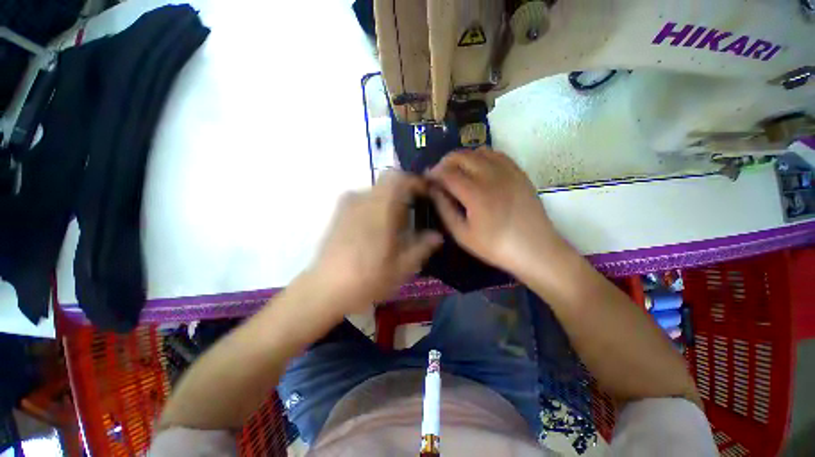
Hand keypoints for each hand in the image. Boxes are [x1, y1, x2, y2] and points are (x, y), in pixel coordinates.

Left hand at [310, 172, 442, 311]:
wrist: (324, 289)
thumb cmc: (367, 278)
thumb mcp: (402, 267)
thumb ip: (422, 247)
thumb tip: (437, 235)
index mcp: (379, 209)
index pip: (398, 178)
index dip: (415, 181)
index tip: (426, 194)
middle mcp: (361, 200)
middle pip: (388, 184)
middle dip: (404, 196)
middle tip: (413, 218)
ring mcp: (347, 205)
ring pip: (376, 193)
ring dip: (390, 203)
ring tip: (395, 229)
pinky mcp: (338, 213)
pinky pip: (364, 201)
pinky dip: (376, 208)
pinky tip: (376, 232)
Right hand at [428, 148, 566, 276]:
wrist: (535, 249)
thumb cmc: (495, 246)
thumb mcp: (462, 234)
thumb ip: (445, 209)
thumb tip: (433, 190)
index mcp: (475, 193)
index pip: (447, 173)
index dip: (433, 174)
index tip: (427, 180)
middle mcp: (491, 175)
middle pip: (461, 156)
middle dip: (445, 163)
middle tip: (440, 176)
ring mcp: (507, 171)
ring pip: (478, 151)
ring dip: (463, 158)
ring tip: (458, 172)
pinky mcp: (519, 172)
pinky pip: (497, 154)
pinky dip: (482, 157)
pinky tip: (479, 170)